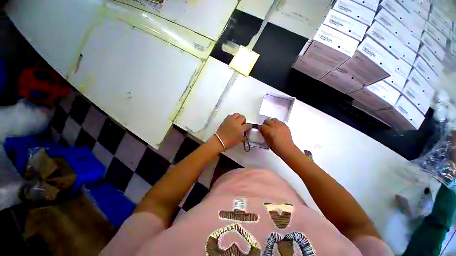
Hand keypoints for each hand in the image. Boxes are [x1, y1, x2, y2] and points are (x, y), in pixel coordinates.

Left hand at [215, 113, 250, 149]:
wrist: (220, 140)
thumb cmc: (230, 142)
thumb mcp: (239, 140)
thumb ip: (243, 136)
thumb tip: (245, 134)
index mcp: (241, 128)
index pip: (248, 125)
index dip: (249, 126)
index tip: (248, 127)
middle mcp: (236, 123)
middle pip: (243, 117)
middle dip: (244, 120)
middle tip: (243, 124)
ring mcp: (231, 120)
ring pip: (237, 114)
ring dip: (238, 117)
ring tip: (237, 121)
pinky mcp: (226, 119)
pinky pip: (230, 115)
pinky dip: (232, 117)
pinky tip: (232, 121)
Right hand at [259, 119, 296, 156]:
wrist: (287, 149)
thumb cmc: (277, 147)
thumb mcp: (267, 141)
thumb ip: (264, 134)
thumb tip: (262, 131)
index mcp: (269, 131)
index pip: (261, 126)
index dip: (259, 128)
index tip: (259, 129)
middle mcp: (275, 126)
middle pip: (267, 121)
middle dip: (265, 124)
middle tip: (264, 127)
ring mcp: (281, 125)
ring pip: (273, 119)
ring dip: (271, 122)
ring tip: (271, 126)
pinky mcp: (285, 126)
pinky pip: (279, 122)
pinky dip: (277, 123)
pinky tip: (276, 127)